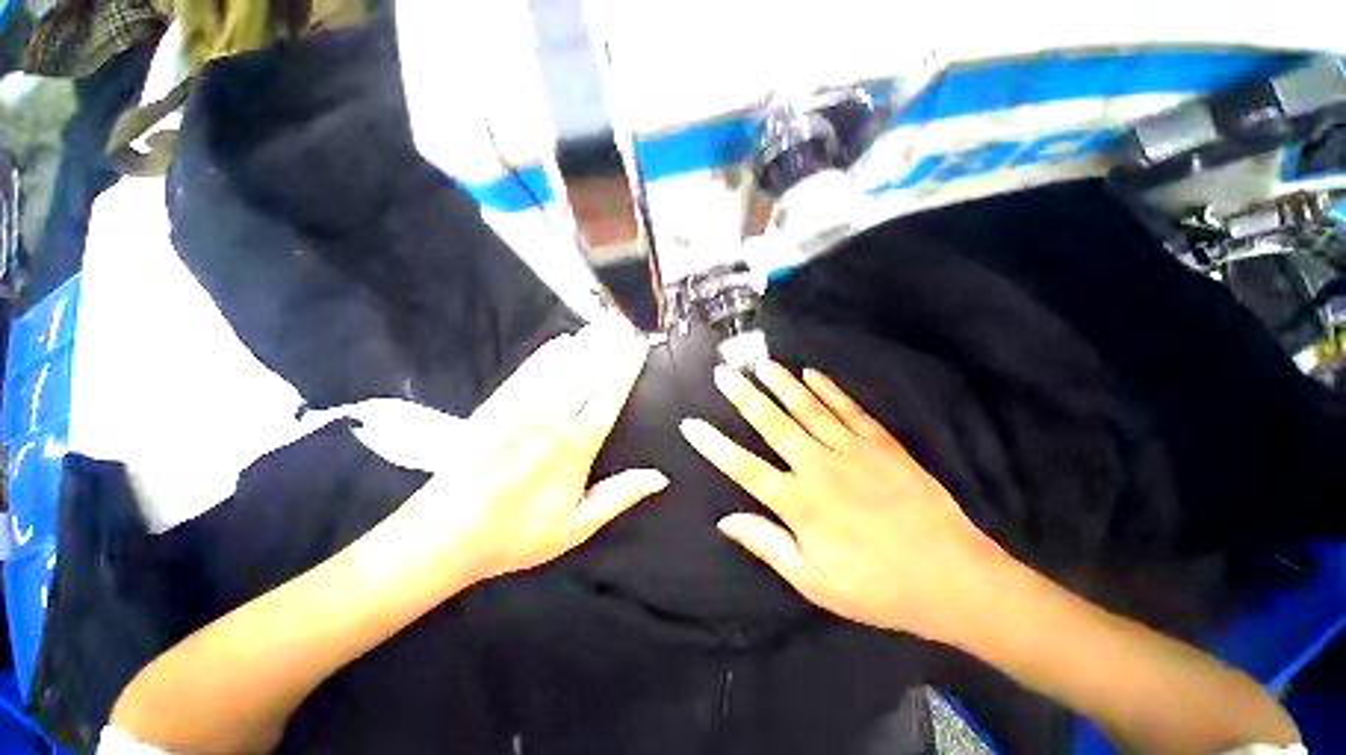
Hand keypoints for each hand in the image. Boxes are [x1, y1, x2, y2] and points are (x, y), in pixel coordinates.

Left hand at [402, 322, 667, 581]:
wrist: (442, 535)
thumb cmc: (516, 534)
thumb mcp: (575, 526)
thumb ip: (619, 496)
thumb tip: (659, 477)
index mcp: (574, 448)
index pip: (608, 397)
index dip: (626, 368)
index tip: (638, 347)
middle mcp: (550, 421)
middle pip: (586, 374)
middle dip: (608, 347)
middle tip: (625, 325)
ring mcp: (520, 410)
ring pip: (559, 368)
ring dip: (584, 344)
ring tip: (602, 325)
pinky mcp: (496, 407)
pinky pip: (527, 373)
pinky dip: (547, 355)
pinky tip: (560, 342)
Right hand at [680, 361, 1008, 641]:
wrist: (953, 577)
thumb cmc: (878, 587)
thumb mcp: (815, 582)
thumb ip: (767, 545)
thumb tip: (726, 520)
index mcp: (800, 504)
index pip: (743, 467)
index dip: (714, 445)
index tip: (690, 424)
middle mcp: (820, 467)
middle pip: (773, 424)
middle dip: (743, 397)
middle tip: (723, 373)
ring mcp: (852, 450)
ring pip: (808, 408)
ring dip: (781, 383)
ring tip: (760, 363)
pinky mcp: (881, 443)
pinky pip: (849, 409)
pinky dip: (828, 389)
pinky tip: (811, 373)